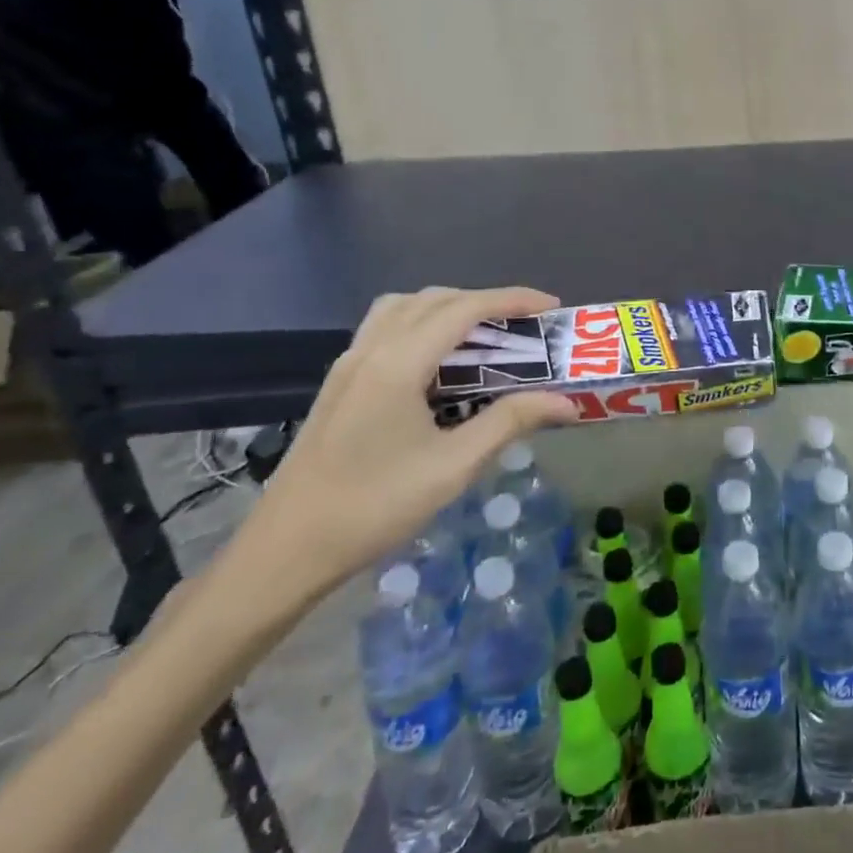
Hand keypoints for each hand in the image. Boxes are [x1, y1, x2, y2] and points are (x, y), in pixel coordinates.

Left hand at [232, 288, 575, 606]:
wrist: (286, 552)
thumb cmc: (374, 507)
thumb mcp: (453, 466)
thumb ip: (510, 422)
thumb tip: (567, 402)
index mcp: (397, 363)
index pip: (464, 308)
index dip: (513, 300)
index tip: (552, 308)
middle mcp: (370, 350)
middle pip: (435, 300)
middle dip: (486, 302)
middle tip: (526, 326)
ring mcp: (349, 365)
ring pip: (405, 308)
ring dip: (450, 309)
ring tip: (485, 336)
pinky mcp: (340, 384)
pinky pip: (386, 329)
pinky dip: (423, 325)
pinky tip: (440, 364)